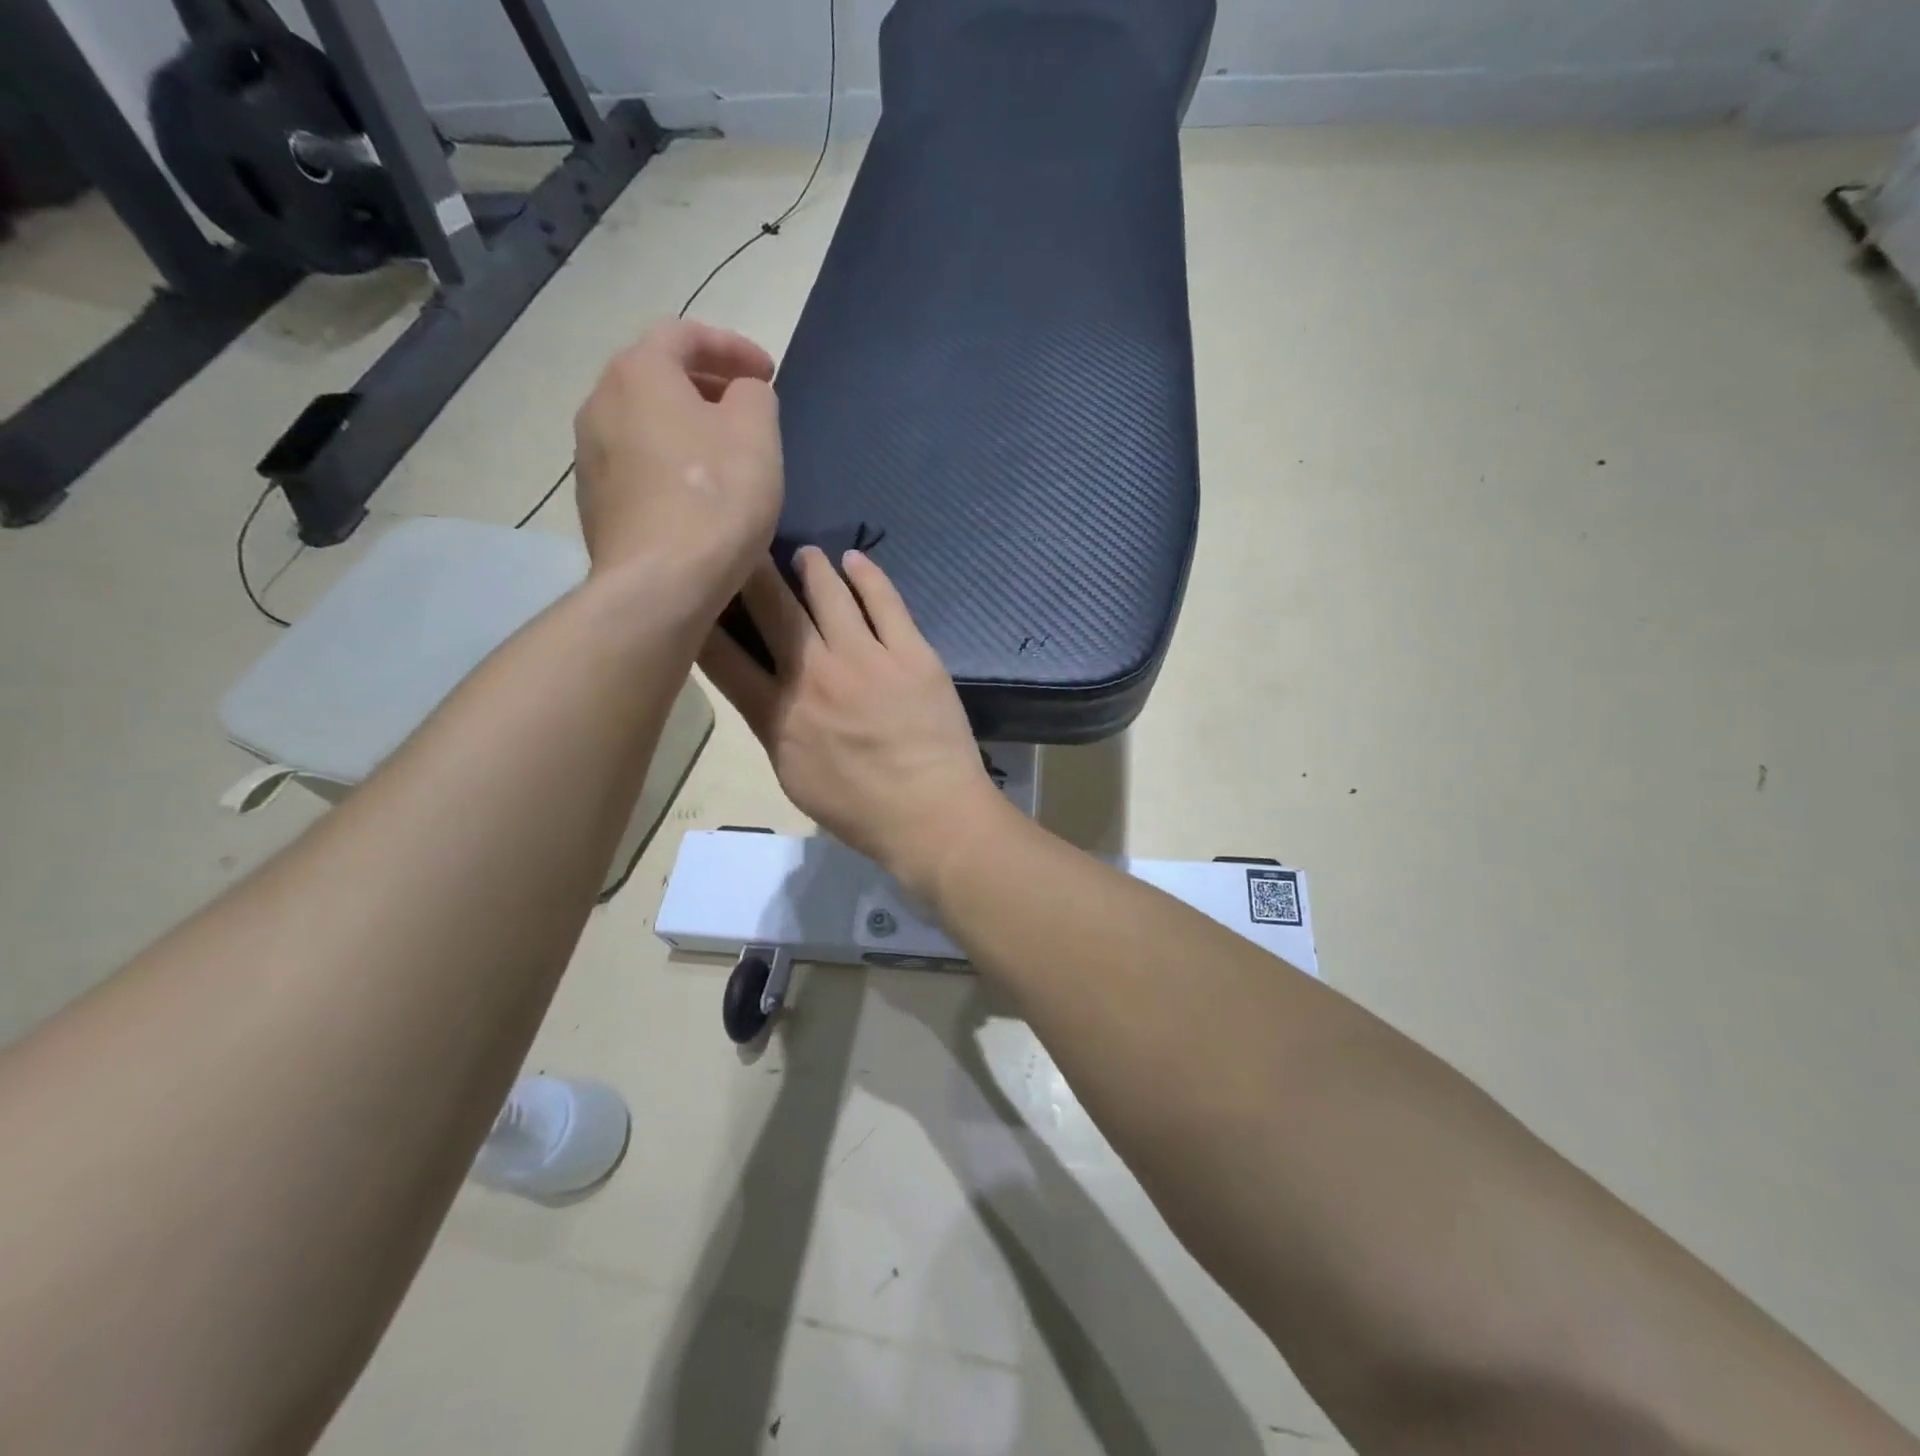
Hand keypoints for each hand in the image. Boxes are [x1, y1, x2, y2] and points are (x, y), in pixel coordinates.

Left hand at [572, 319, 781, 607]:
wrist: (659, 584)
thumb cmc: (715, 500)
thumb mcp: (757, 435)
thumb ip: (754, 395)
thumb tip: (742, 393)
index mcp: (639, 373)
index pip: (684, 334)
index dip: (732, 346)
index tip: (767, 372)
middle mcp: (600, 402)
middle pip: (656, 375)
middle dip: (706, 383)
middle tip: (747, 406)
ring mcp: (589, 454)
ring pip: (643, 420)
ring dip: (684, 424)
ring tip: (723, 451)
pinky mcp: (594, 501)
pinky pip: (636, 462)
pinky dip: (668, 461)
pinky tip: (696, 493)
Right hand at [698, 548, 1006, 900]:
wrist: (932, 815)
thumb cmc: (861, 812)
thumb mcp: (796, 779)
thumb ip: (776, 728)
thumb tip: (767, 690)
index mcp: (778, 715)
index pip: (724, 656)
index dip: (704, 618)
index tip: (700, 591)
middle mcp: (814, 676)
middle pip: (773, 609)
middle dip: (752, 572)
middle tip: (746, 548)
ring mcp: (865, 659)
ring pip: (828, 593)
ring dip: (812, 567)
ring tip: (806, 555)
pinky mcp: (911, 653)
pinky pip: (884, 601)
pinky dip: (867, 574)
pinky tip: (856, 559)